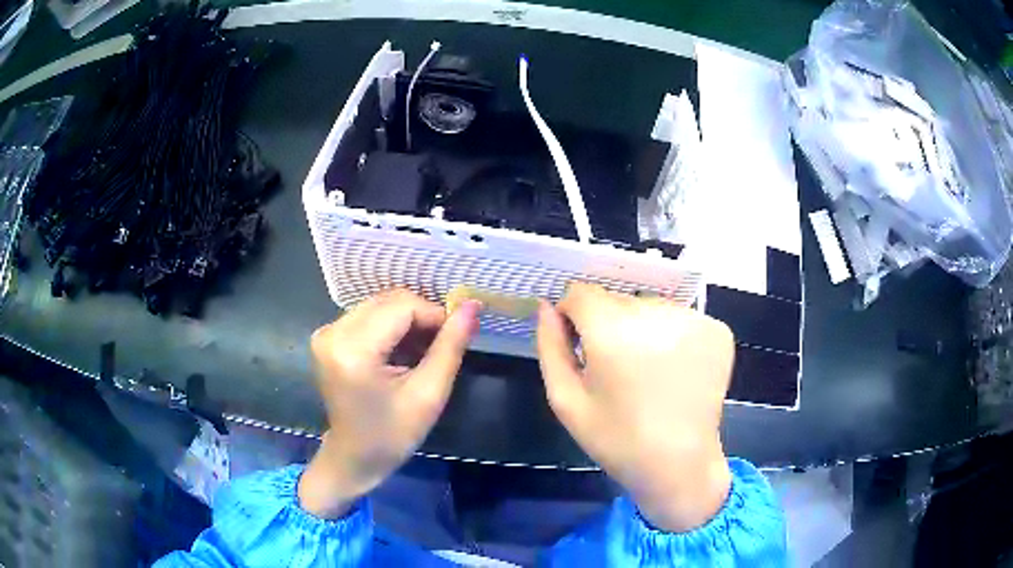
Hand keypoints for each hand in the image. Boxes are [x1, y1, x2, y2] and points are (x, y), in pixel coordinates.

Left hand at [299, 290, 479, 518]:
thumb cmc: (393, 435)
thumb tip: (472, 305)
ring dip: (408, 321)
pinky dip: (392, 327)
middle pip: (390, 301)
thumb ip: (451, 346)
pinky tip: (403, 352)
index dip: (436, 315)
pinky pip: (369, 315)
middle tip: (442, 345)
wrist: (354, 457)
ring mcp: (327, 332)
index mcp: (353, 350)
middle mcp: (333, 332)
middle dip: (423, 317)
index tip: (458, 335)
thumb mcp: (429, 394)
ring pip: (381, 304)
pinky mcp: (328, 336)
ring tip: (424, 352)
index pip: (403, 307)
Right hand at [536, 283, 734, 531]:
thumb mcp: (566, 400)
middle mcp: (656, 313)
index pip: (581, 293)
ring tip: (647, 372)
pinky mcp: (718, 330)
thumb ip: (550, 347)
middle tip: (616, 370)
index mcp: (613, 332)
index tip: (580, 348)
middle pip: (617, 299)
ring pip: (650, 306)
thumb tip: (547, 307)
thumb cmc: (617, 439)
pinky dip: (672, 335)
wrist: (680, 465)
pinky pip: (680, 317)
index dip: (574, 317)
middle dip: (608, 325)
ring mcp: (693, 319)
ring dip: (642, 328)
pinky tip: (673, 370)